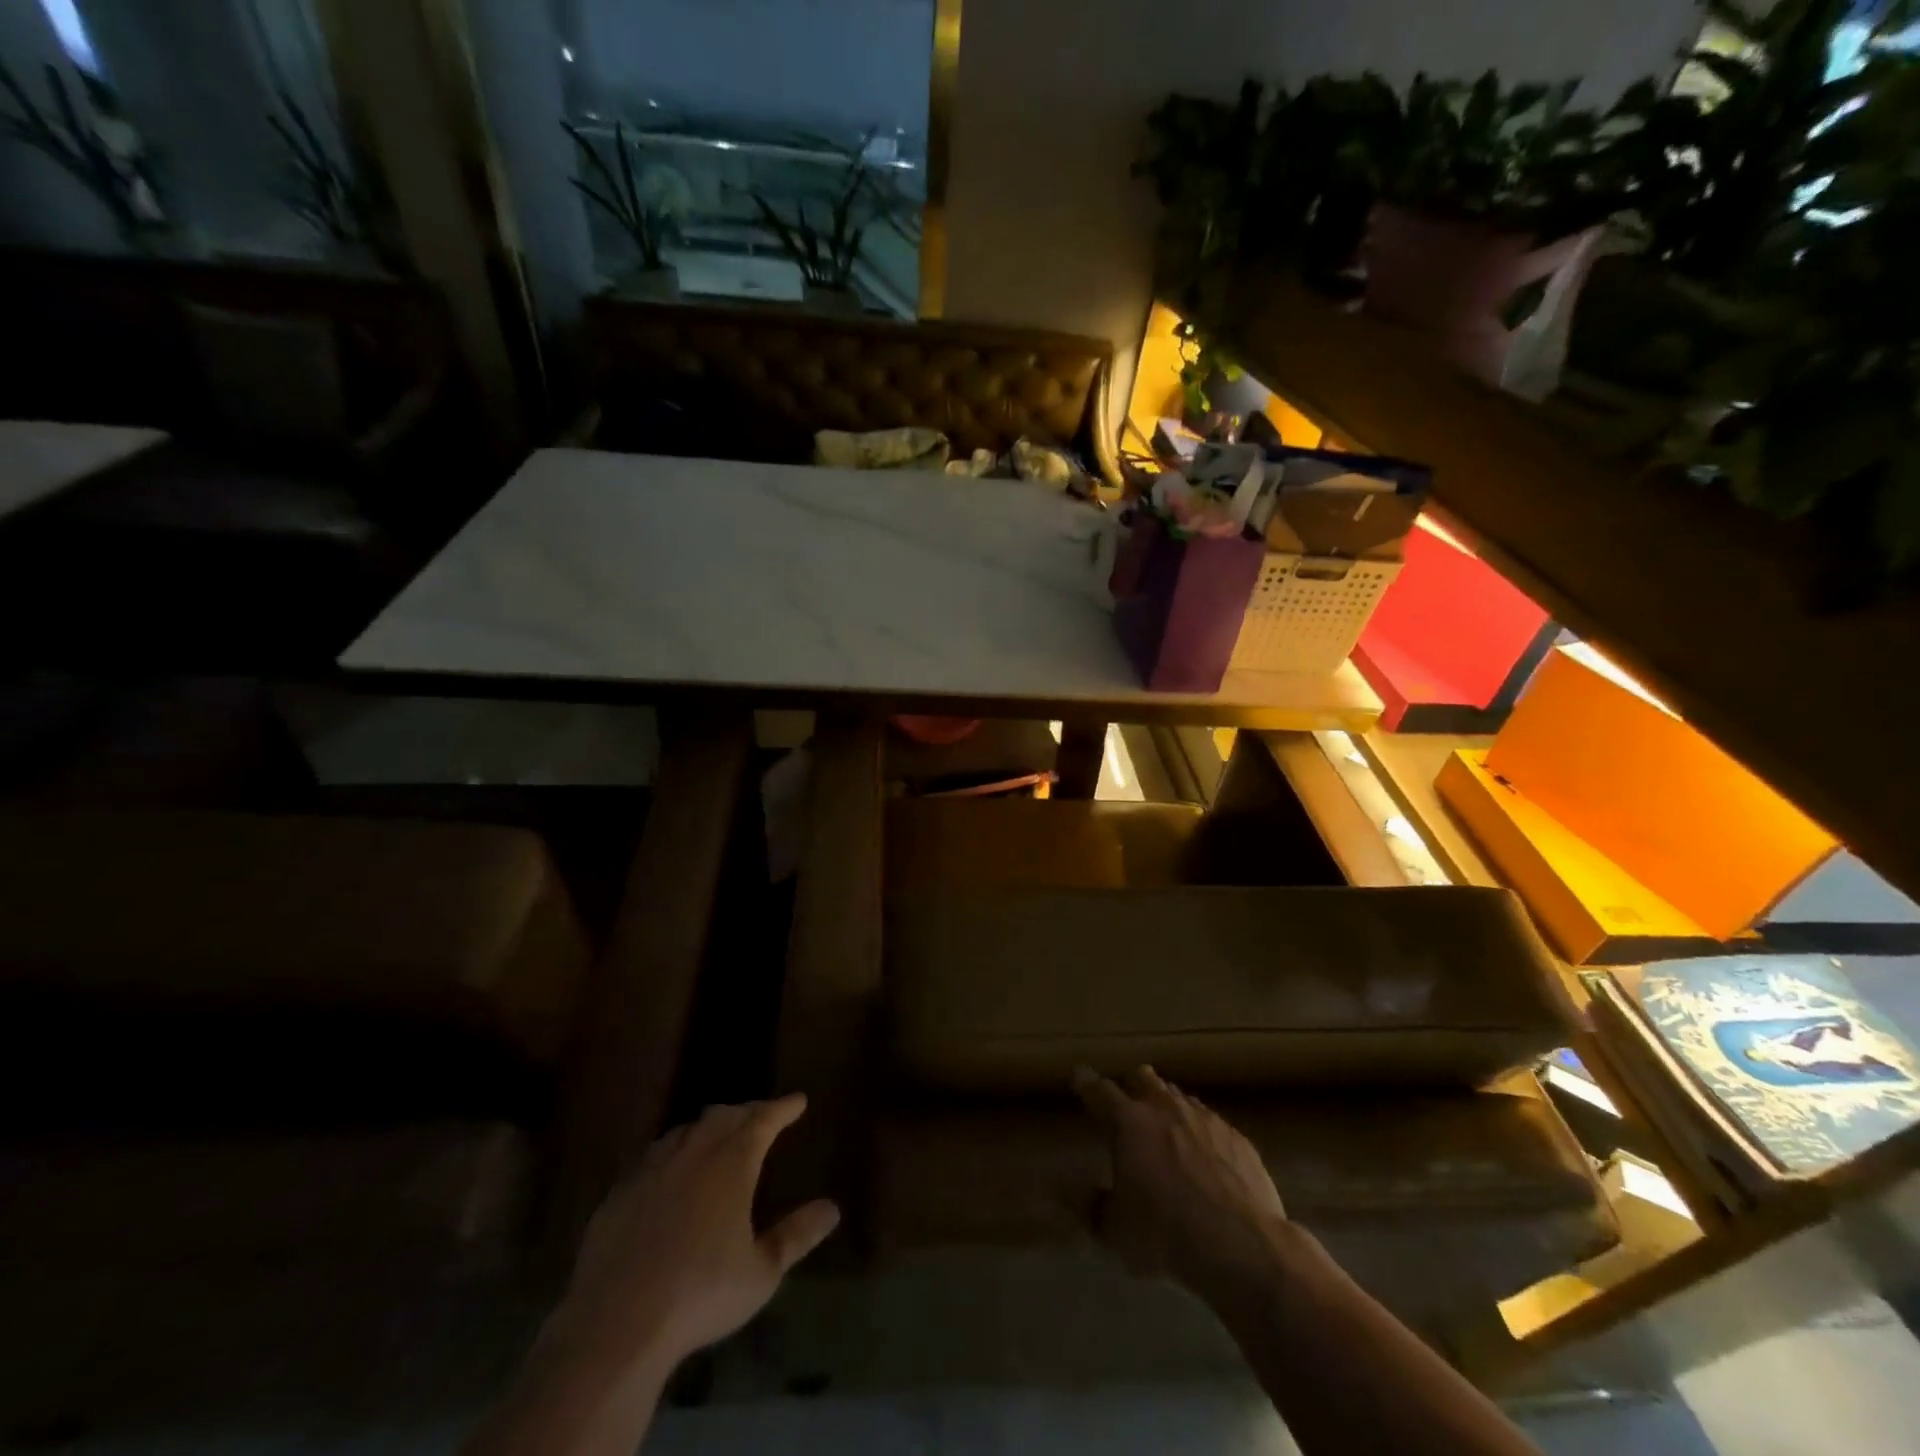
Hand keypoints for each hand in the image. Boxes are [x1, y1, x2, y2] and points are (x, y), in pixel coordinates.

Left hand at [546, 1095, 840, 1378]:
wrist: (616, 1324)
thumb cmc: (700, 1295)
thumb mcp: (761, 1272)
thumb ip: (796, 1236)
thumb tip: (832, 1208)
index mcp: (731, 1163)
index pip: (762, 1120)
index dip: (782, 1108)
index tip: (798, 1100)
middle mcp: (693, 1153)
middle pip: (723, 1117)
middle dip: (746, 1112)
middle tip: (761, 1116)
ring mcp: (651, 1170)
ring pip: (685, 1131)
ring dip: (707, 1127)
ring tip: (718, 1135)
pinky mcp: (619, 1193)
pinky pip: (652, 1156)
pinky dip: (672, 1151)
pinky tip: (669, 1170)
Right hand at [1073, 1065, 1288, 1303]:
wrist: (1242, 1246)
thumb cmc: (1166, 1234)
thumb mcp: (1115, 1230)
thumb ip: (1089, 1205)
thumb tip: (1064, 1190)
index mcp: (1129, 1122)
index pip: (1099, 1090)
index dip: (1086, 1083)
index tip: (1079, 1077)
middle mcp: (1165, 1108)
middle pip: (1143, 1078)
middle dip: (1132, 1085)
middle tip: (1127, 1102)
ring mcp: (1204, 1118)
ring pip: (1179, 1097)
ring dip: (1167, 1107)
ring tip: (1165, 1128)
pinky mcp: (1236, 1137)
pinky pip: (1211, 1122)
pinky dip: (1200, 1132)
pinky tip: (1204, 1156)